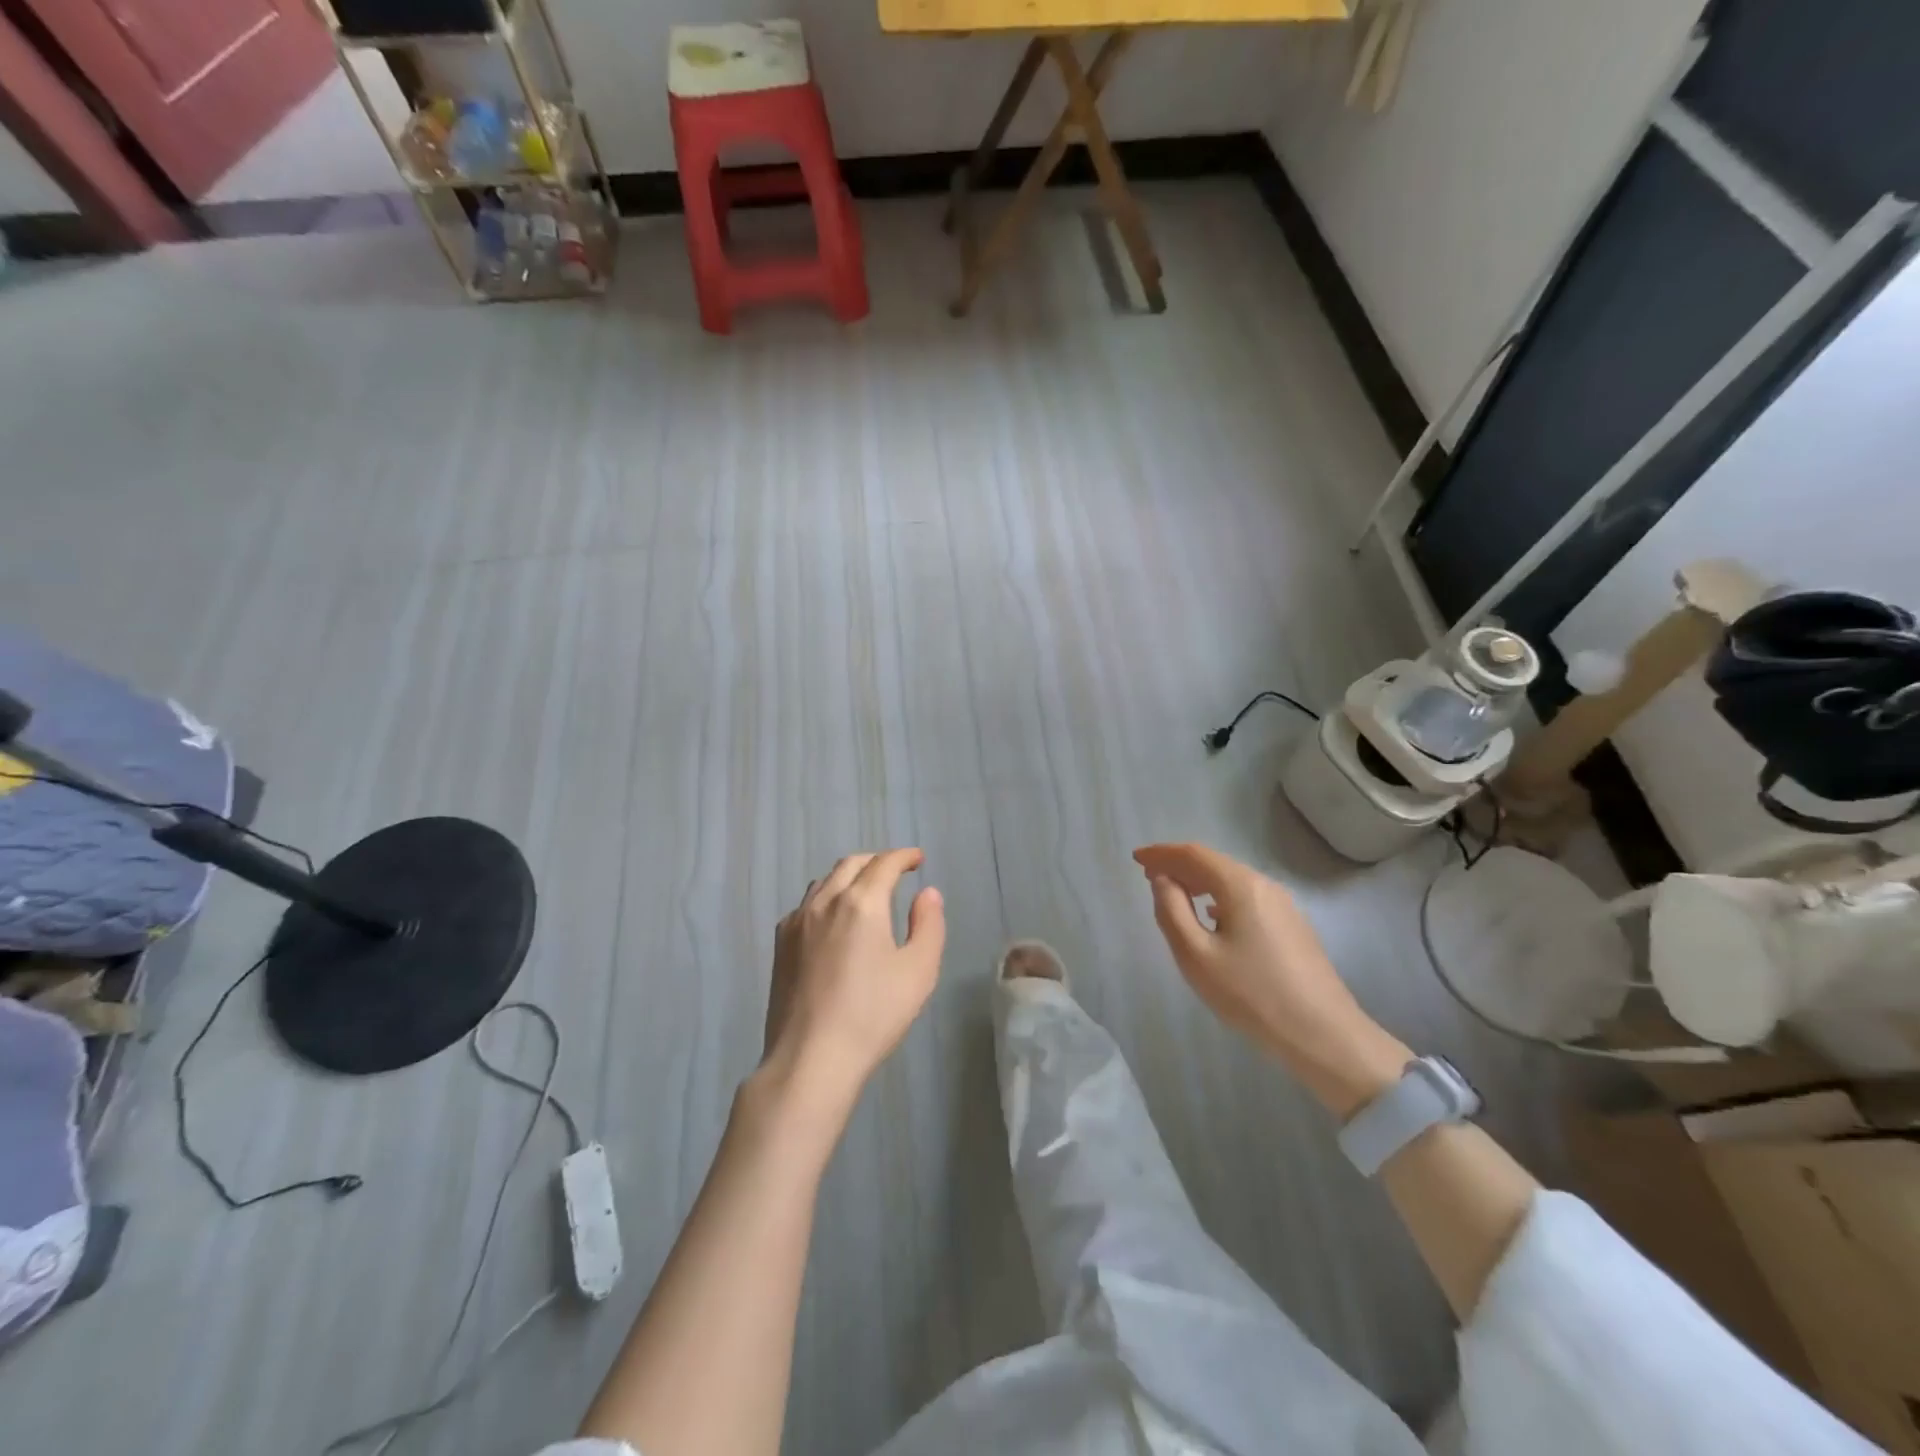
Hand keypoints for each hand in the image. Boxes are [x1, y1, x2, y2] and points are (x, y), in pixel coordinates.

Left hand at [759, 850, 945, 1123]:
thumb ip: (928, 925)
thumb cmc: (873, 1015)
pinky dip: (826, 898)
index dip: (903, 856)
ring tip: (865, 891)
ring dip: (849, 876)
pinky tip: (833, 920)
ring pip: (824, 882)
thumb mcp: (919, 971)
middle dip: (876, 861)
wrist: (811, 1059)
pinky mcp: (781, 945)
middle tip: (895, 871)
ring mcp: (797, 922)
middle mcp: (825, 901)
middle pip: (851, 864)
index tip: (917, 859)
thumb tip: (927, 893)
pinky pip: (806, 905)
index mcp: (861, 902)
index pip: (884, 864)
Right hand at [1133, 843, 1407, 1116]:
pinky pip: (1246, 898)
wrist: (1324, 1036)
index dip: (1162, 853)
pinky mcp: (1292, 926)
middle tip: (1149, 876)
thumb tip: (1162, 880)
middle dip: (1179, 865)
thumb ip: (1172, 910)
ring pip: (1232, 880)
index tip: (1136, 858)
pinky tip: (1212, 918)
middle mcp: (1264, 885)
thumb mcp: (1196, 956)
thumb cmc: (1252, 995)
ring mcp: (1283, 905)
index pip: (1193, 855)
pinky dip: (1219, 897)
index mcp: (1240, 886)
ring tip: (1175, 894)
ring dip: (1199, 881)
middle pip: (1214, 863)